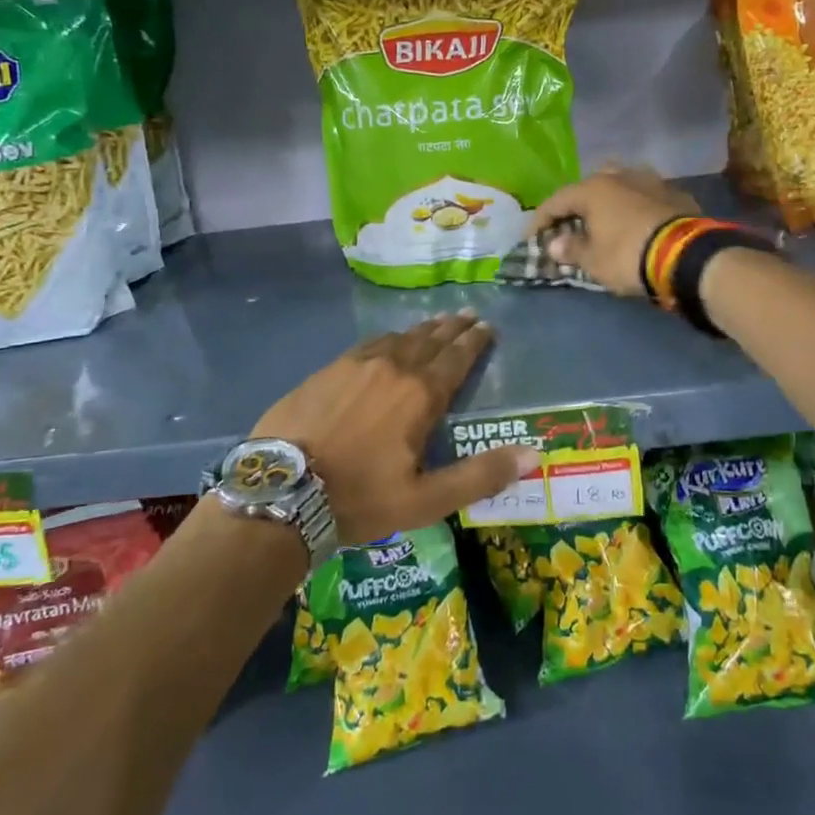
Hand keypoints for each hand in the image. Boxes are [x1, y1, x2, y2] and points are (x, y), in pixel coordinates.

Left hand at [250, 310, 535, 544]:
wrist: (280, 492)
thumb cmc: (359, 498)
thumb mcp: (426, 499)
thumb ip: (480, 475)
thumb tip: (533, 455)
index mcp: (419, 395)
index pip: (455, 359)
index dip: (474, 342)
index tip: (486, 327)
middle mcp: (392, 368)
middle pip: (429, 340)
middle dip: (451, 328)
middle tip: (468, 315)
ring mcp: (354, 365)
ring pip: (397, 338)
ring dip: (420, 330)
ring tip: (435, 323)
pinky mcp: (326, 371)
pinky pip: (366, 345)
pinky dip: (387, 339)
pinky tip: (386, 341)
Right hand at [528, 166, 699, 297]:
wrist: (687, 256)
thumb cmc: (628, 256)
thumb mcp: (594, 261)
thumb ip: (571, 249)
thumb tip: (554, 244)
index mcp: (594, 189)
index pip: (556, 201)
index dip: (540, 220)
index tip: (532, 238)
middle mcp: (620, 176)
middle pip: (590, 186)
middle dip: (577, 204)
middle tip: (570, 224)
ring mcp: (651, 181)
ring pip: (621, 184)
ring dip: (609, 200)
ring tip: (605, 218)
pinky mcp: (675, 194)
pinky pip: (646, 197)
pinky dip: (635, 208)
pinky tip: (636, 222)